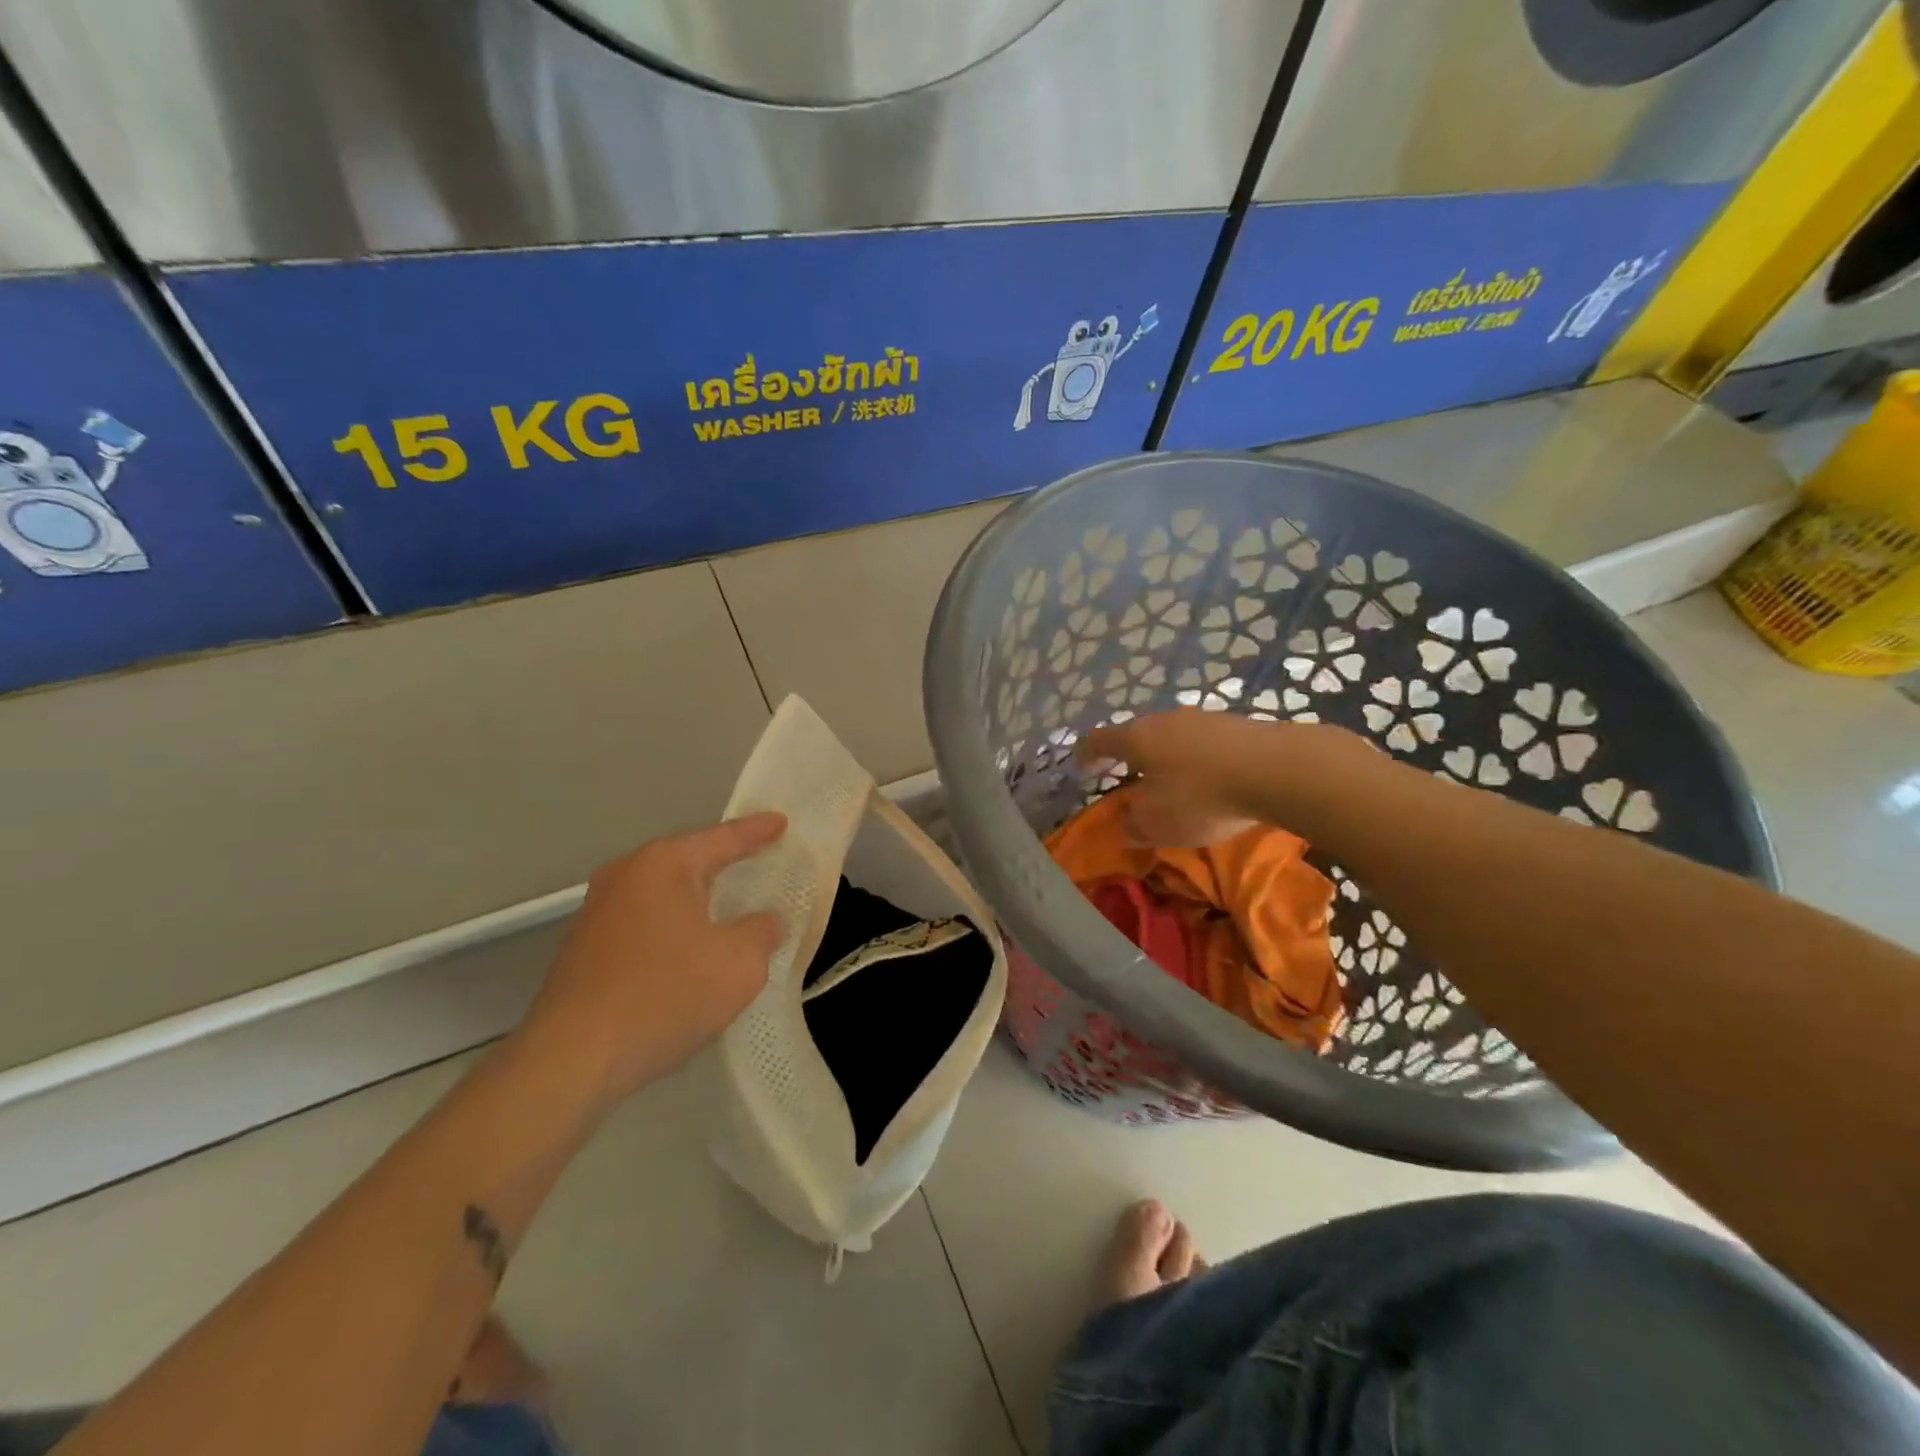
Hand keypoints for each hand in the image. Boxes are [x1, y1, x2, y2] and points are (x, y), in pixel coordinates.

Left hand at [518, 813, 787, 1105]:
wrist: (570, 1060)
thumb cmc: (665, 995)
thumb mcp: (739, 964)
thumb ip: (761, 932)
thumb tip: (765, 921)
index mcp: (664, 864)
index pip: (723, 838)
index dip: (757, 831)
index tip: (781, 821)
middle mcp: (626, 874)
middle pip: (687, 860)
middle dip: (723, 861)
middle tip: (757, 859)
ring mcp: (597, 910)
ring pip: (662, 892)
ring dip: (695, 898)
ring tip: (726, 905)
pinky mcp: (583, 947)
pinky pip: (643, 921)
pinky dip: (671, 926)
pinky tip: (686, 950)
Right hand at [1078, 711, 1271, 846]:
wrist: (1275, 769)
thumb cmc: (1201, 796)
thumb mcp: (1158, 823)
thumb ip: (1134, 824)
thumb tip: (1127, 823)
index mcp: (1135, 738)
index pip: (1098, 740)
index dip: (1085, 754)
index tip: (1080, 768)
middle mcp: (1163, 720)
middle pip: (1136, 734)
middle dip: (1128, 756)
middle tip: (1127, 778)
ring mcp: (1201, 718)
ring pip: (1170, 736)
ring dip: (1165, 757)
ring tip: (1170, 780)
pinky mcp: (1234, 724)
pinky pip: (1201, 742)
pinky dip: (1195, 759)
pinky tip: (1208, 778)